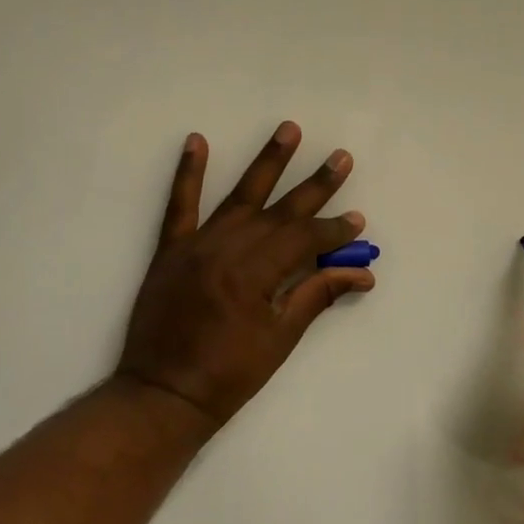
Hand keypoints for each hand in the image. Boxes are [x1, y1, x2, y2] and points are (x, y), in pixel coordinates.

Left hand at [114, 122, 373, 433]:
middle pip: (279, 212)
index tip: (357, 222)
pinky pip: (179, 206)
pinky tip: (197, 141)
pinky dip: (187, 173)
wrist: (163, 393)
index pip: (303, 239)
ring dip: (266, 164)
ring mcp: (195, 247)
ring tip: (289, 130)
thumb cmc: (229, 375)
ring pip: (238, 198)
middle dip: (314, 186)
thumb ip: (315, 297)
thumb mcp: (279, 340)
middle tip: (340, 157)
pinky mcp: (170, 252)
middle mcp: (226, 250)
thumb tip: (360, 274)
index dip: (333, 230)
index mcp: (254, 275)